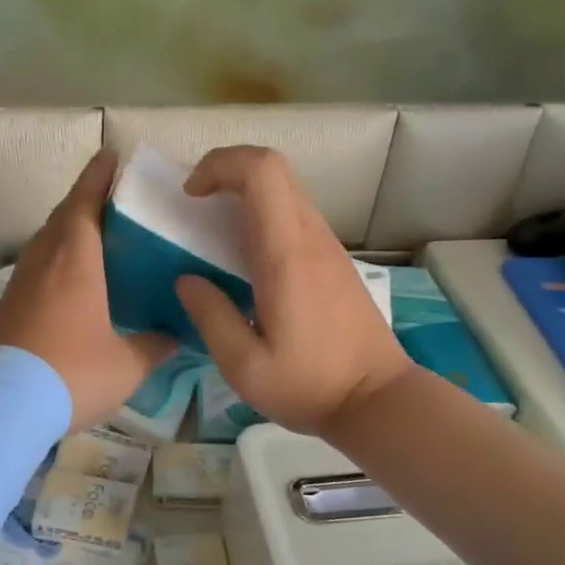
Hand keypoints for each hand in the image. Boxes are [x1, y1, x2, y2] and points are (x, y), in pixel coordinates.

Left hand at [0, 149, 175, 430]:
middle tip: (108, 198)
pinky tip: (65, 286)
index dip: (97, 176)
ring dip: (64, 231)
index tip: (108, 154)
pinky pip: (33, 272)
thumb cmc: (72, 373)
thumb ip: (152, 347)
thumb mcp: (125, 365)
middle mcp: (43, 263)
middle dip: (83, 201)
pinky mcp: (4, 310)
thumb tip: (172, 338)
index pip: (85, 203)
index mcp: (75, 261)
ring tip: (90, 237)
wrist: (1, 408)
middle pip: (60, 218)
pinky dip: (52, 263)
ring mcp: (18, 287)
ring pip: (43, 244)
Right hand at [174, 146, 412, 439]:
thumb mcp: (244, 367)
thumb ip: (211, 317)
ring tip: (212, 233)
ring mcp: (327, 246)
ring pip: (285, 189)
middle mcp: (310, 238)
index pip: (262, 172)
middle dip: (226, 171)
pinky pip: (294, 214)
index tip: (191, 196)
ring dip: (243, 193)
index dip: (220, 165)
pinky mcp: (333, 259)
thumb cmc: (310, 386)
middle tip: (194, 207)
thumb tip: (186, 279)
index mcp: (286, 255)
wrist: (378, 400)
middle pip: (274, 168)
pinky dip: (261, 214)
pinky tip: (244, 259)